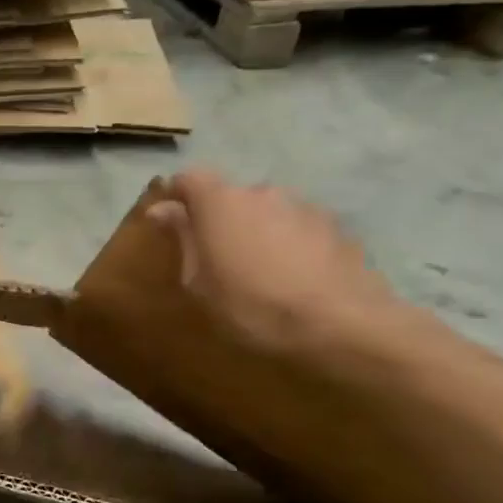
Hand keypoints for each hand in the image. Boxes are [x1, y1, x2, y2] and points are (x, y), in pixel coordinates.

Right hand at [143, 169, 405, 354]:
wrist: (341, 323)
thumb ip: (183, 238)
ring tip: (257, 268)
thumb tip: (162, 210)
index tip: (169, 220)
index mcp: (221, 202)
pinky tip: (291, 276)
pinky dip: (288, 243)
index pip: (189, 178)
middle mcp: (262, 192)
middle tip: (214, 254)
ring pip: (267, 211)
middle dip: (219, 218)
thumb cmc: (250, 303)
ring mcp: (304, 207)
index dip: (177, 195)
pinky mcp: (337, 228)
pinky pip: (298, 228)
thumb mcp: (199, 279)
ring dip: (256, 230)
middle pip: (231, 196)